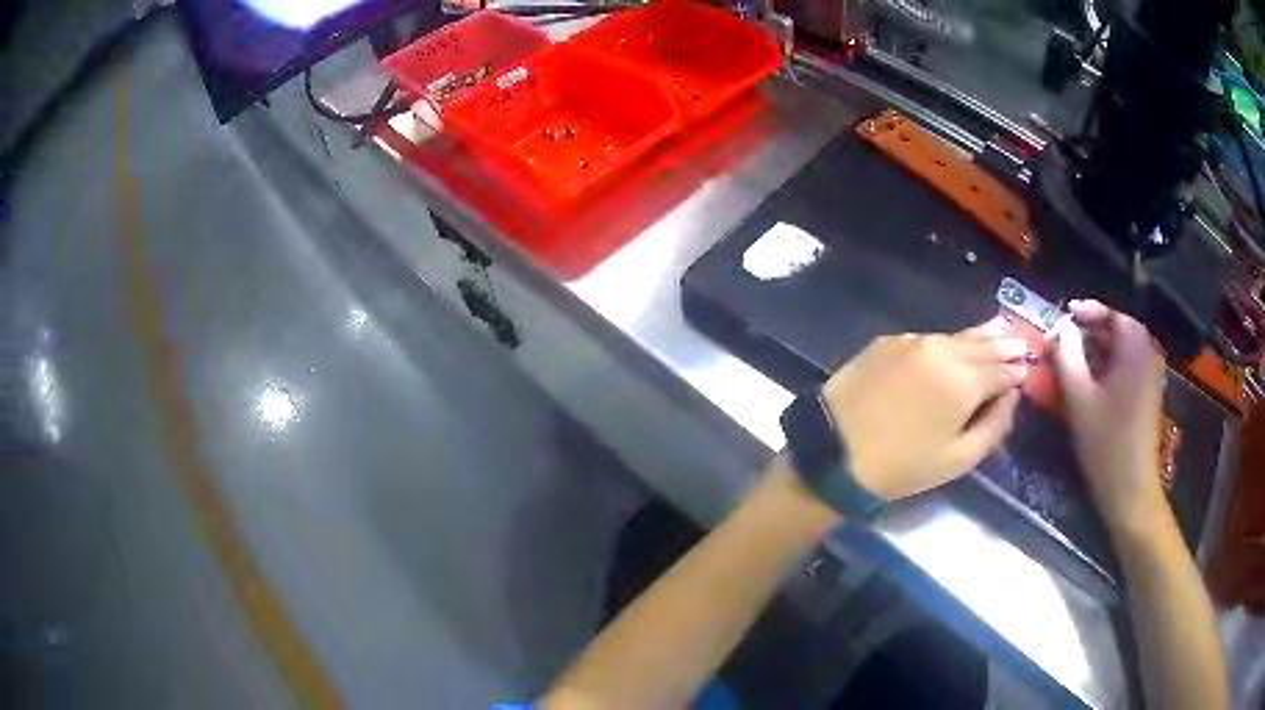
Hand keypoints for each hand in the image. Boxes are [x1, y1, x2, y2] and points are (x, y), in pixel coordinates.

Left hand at [819, 319, 1027, 501]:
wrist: (835, 450)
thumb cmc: (902, 466)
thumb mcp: (958, 458)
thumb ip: (994, 425)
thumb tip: (1012, 395)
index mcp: (964, 381)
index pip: (1000, 369)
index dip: (1015, 370)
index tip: (1027, 368)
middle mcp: (942, 351)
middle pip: (981, 345)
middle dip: (1002, 345)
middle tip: (1019, 341)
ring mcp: (912, 342)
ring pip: (955, 337)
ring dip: (978, 336)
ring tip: (998, 329)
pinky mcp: (887, 342)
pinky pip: (927, 340)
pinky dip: (946, 342)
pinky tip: (953, 344)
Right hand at [1051, 300, 1166, 529]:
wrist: (1131, 489)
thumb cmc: (1106, 443)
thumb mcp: (1080, 398)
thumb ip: (1067, 356)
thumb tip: (1059, 328)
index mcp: (1136, 347)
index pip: (1110, 313)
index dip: (1084, 312)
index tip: (1061, 317)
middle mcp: (1147, 353)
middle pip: (1116, 330)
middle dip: (1087, 333)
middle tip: (1061, 343)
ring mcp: (1150, 374)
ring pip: (1119, 350)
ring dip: (1095, 351)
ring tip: (1070, 362)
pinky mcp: (1147, 393)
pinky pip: (1125, 367)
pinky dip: (1106, 368)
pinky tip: (1088, 383)